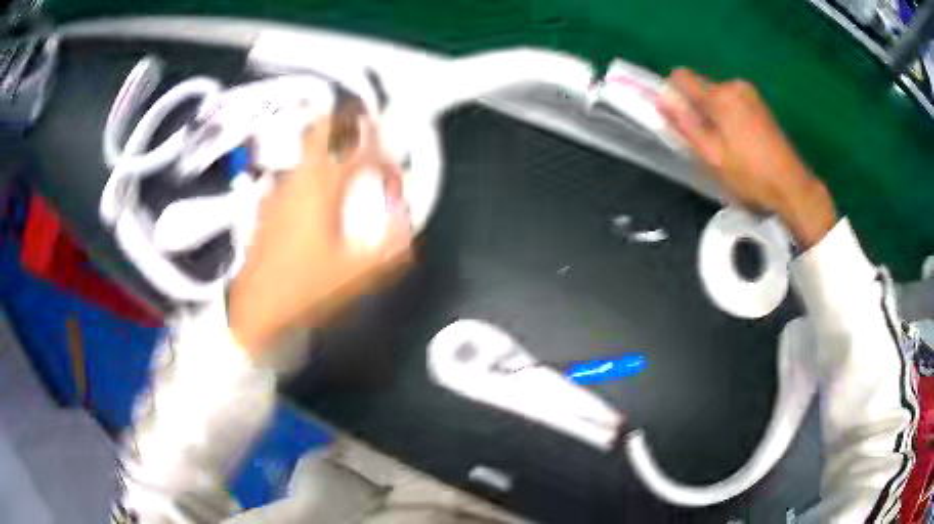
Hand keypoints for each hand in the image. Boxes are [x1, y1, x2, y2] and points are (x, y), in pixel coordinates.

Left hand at [228, 114, 412, 353]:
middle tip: (367, 131)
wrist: (256, 309)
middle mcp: (299, 178)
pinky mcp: (267, 205)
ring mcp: (278, 189)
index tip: (395, 176)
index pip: (362, 151)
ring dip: (329, 148)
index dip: (385, 158)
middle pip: (323, 129)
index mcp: (323, 186)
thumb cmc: (305, 288)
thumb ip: (391, 245)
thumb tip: (407, 221)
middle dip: (349, 124)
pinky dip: (310, 171)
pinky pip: (294, 174)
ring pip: (306, 150)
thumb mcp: (358, 273)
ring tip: (347, 164)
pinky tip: (316, 195)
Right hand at [658, 68, 836, 247]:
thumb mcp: (713, 156)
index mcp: (720, 96)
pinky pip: (733, 102)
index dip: (674, 94)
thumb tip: (662, 100)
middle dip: (697, 108)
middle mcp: (734, 86)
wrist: (791, 185)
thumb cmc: (750, 175)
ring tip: (726, 144)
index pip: (682, 77)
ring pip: (718, 96)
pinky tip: (740, 141)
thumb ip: (687, 125)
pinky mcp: (760, 104)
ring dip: (714, 114)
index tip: (680, 118)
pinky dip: (729, 116)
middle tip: (706, 141)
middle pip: (702, 87)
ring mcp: (750, 94)